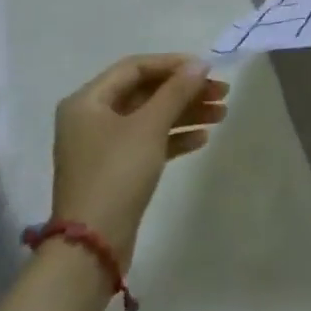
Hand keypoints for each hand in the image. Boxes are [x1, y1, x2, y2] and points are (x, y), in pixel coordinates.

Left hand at [50, 55, 228, 265]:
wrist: (92, 246)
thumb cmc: (116, 174)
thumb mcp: (149, 127)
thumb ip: (176, 91)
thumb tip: (200, 64)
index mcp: (88, 101)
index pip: (135, 67)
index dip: (173, 64)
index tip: (206, 69)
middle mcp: (92, 118)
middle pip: (146, 92)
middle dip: (185, 91)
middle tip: (222, 93)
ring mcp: (103, 146)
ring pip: (151, 117)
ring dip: (186, 113)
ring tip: (222, 114)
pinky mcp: (115, 170)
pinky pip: (148, 142)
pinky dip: (174, 137)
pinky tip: (202, 139)